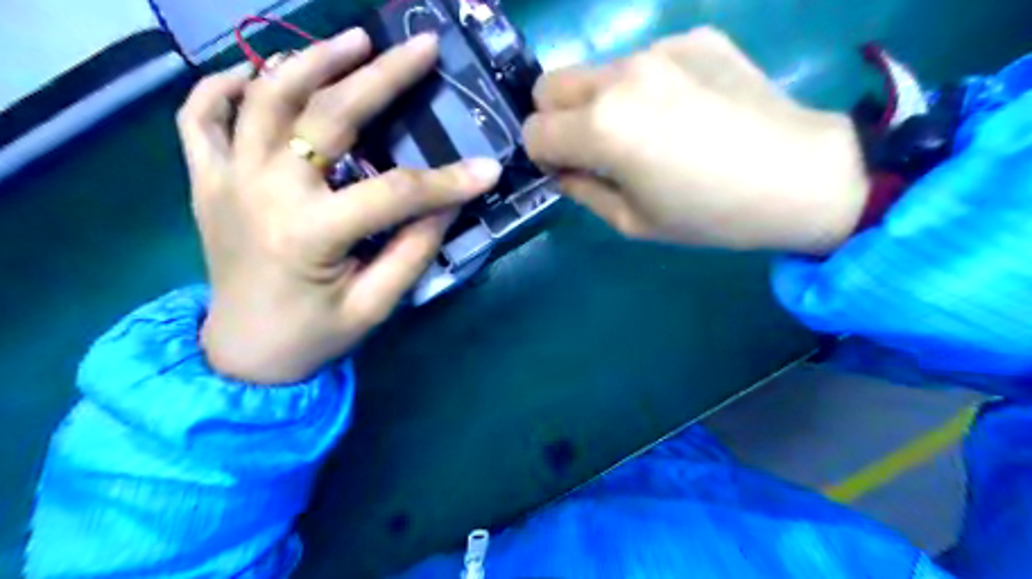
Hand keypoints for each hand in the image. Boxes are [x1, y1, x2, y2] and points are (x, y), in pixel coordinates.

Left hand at [177, 29, 504, 384]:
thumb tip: (448, 203)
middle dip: (382, 77)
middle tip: (421, 47)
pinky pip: (200, 116)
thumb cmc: (314, 335)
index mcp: (311, 233)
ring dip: (312, 60)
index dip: (447, 181)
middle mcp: (264, 192)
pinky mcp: (205, 181)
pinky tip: (258, 71)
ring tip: (355, 39)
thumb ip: (414, 250)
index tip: (489, 168)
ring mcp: (227, 179)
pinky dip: (224, 84)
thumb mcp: (375, 304)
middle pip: (328, 116)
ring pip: (266, 97)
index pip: (395, 193)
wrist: (243, 354)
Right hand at [526, 28, 869, 252]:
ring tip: (650, 130)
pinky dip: (648, 86)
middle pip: (550, 85)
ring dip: (603, 101)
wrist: (799, 176)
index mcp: (602, 128)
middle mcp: (620, 77)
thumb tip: (562, 168)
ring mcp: (659, 49)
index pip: (534, 130)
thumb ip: (582, 190)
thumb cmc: (709, 213)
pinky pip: (645, 61)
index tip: (566, 170)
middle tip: (593, 146)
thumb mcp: (632, 222)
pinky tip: (686, 110)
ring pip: (597, 72)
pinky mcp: (694, 37)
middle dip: (557, 118)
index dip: (542, 155)